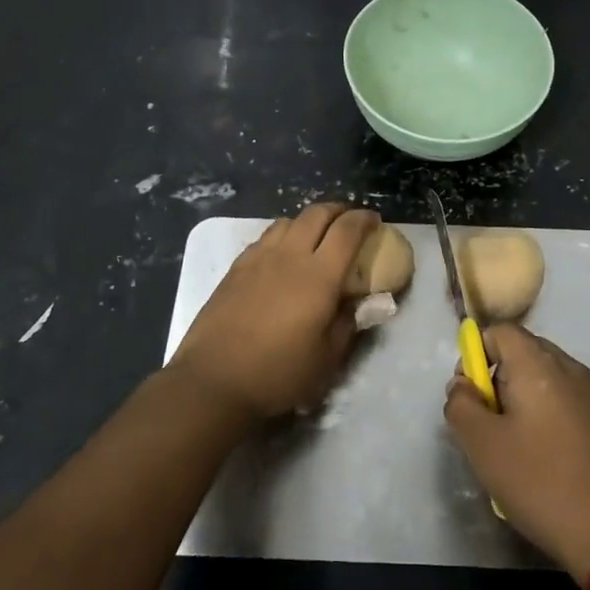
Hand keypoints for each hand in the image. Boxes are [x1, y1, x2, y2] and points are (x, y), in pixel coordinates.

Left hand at [172, 203, 379, 419]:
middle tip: (349, 221)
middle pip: (317, 213)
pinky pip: (265, 237)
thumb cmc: (278, 373)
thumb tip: (362, 302)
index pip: (347, 231)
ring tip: (315, 236)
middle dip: (338, 210)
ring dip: (308, 221)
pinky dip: (283, 235)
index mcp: (319, 275)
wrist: (214, 379)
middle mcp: (290, 256)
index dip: (364, 220)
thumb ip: (349, 323)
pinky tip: (282, 255)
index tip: (375, 221)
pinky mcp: (237, 267)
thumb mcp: (326, 358)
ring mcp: (259, 258)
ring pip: (288, 221)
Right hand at [445, 324, 589, 582]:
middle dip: (497, 380)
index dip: (475, 355)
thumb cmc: (542, 483)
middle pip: (521, 352)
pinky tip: (544, 460)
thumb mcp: (482, 446)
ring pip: (543, 379)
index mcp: (538, 364)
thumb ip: (460, 405)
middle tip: (488, 425)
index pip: (498, 331)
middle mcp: (569, 368)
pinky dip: (545, 418)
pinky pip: (564, 402)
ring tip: (514, 448)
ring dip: (521, 402)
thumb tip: (462, 385)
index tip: (471, 397)